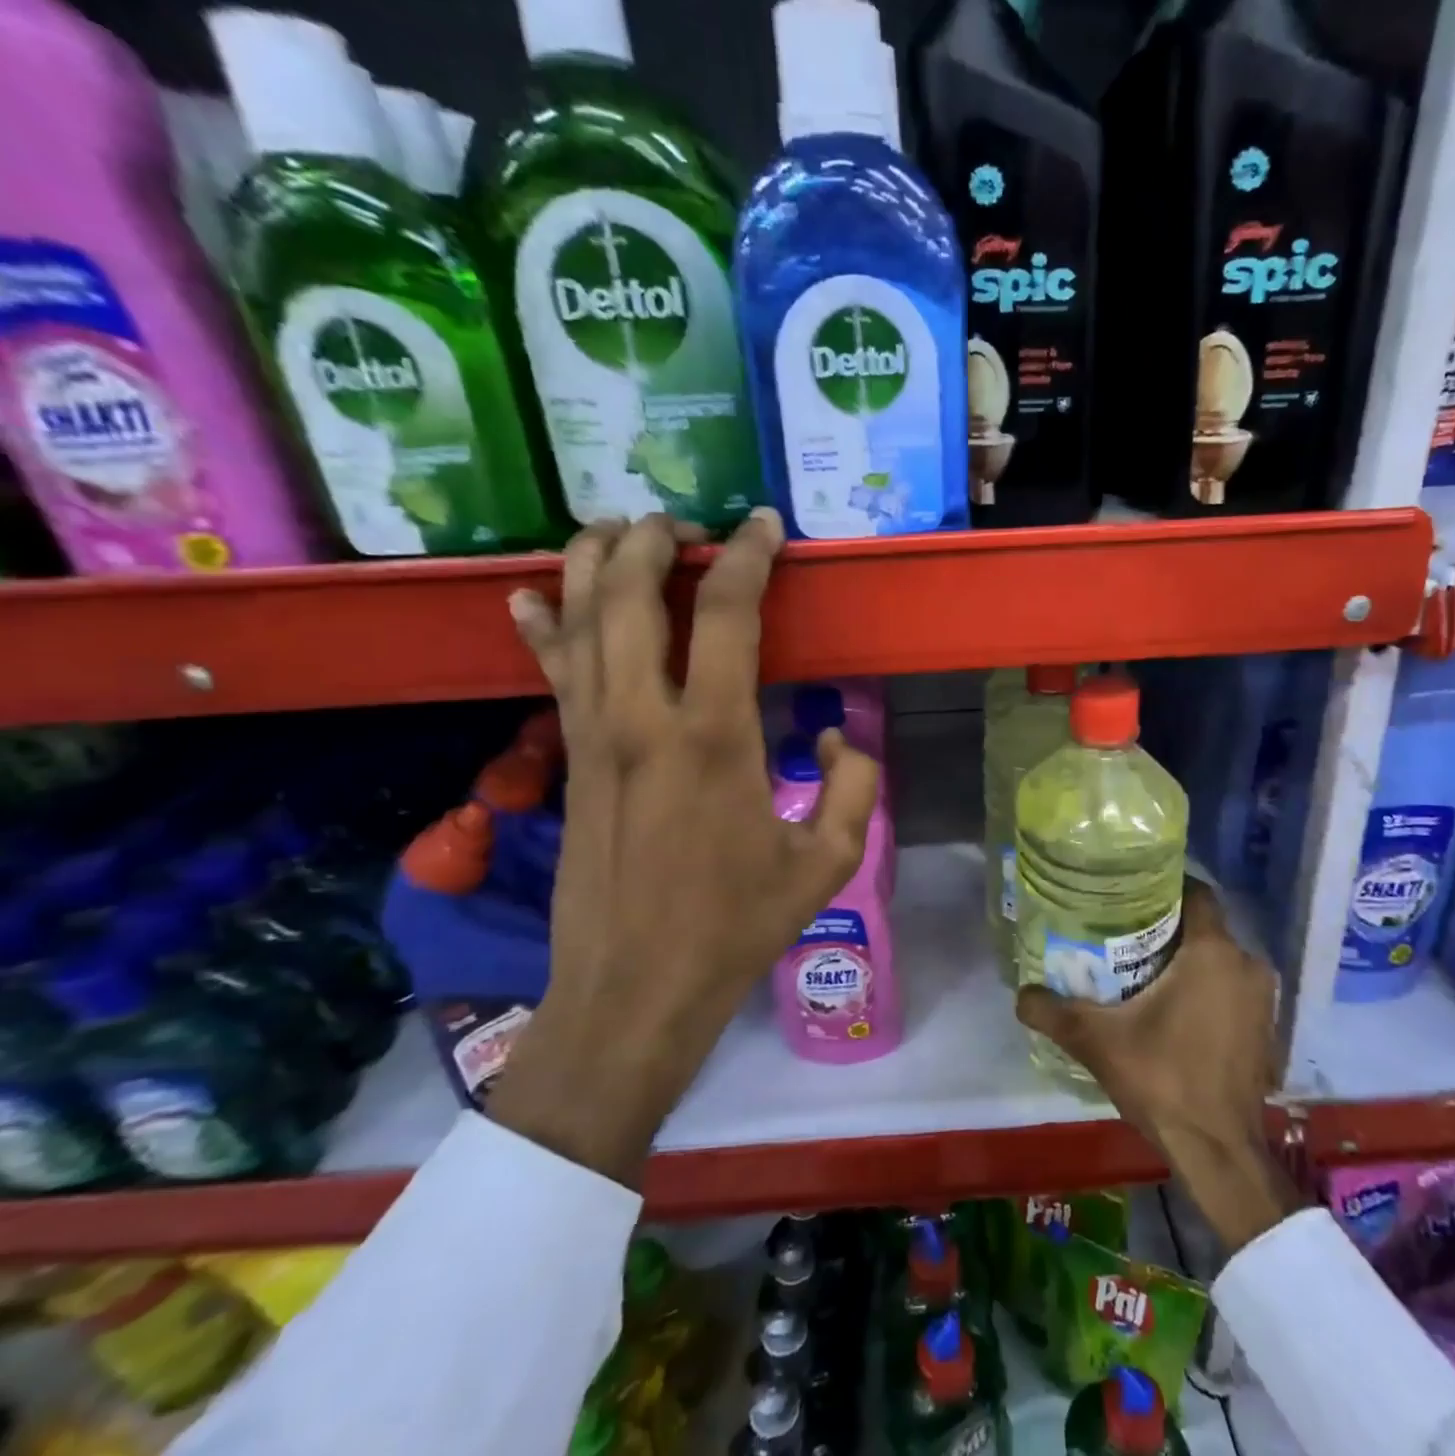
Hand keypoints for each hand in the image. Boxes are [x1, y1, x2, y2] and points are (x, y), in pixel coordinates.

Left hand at [488, 512, 878, 1184]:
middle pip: (629, 593)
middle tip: (684, 524)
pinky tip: (532, 595)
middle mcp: (643, 719)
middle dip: (654, 539)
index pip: (727, 613)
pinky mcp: (569, 760)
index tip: (764, 527)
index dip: (748, 556)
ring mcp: (593, 736)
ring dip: (593, 562)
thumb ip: (853, 783)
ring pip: (578, 621)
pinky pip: (551, 673)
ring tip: (618, 529)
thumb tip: (829, 730)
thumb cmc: (737, 927)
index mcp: (715, 738)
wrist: (635, 990)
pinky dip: (541, 626)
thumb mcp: (828, 862)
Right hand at [1016, 880, 1299, 1253]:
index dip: (1165, 887)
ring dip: (1189, 962)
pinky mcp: (1268, 1031)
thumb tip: (1020, 994)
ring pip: (1220, 960)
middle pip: (1204, 928)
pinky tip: (1176, 1011)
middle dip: (1168, 928)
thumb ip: (1052, 1012)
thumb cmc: (1164, 1080)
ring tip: (1144, 971)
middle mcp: (1247, 965)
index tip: (1131, 894)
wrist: (1220, 1153)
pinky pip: (1233, 990)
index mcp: (1213, 952)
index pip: (1196, 893)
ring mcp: (1264, 1000)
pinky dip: (1209, 990)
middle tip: (1124, 934)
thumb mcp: (1097, 1042)